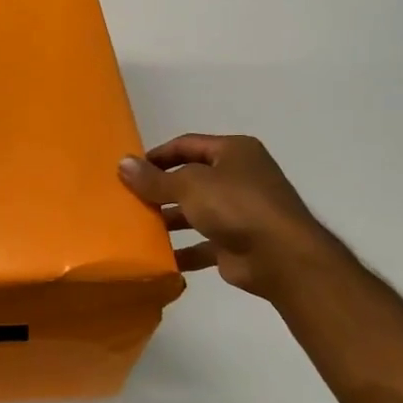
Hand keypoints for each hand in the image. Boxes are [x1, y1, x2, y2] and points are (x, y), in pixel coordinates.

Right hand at [119, 135, 334, 298]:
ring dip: (168, 221)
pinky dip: (182, 250)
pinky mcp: (236, 244)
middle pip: (190, 179)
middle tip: (128, 200)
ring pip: (194, 212)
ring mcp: (239, 212)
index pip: (187, 145)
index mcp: (234, 152)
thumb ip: (154, 178)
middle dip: (160, 190)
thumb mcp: (189, 186)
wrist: (280, 257)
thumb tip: (122, 163)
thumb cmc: (236, 206)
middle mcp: (238, 178)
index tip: (129, 170)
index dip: (157, 155)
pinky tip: (157, 257)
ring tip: (136, 228)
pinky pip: (201, 245)